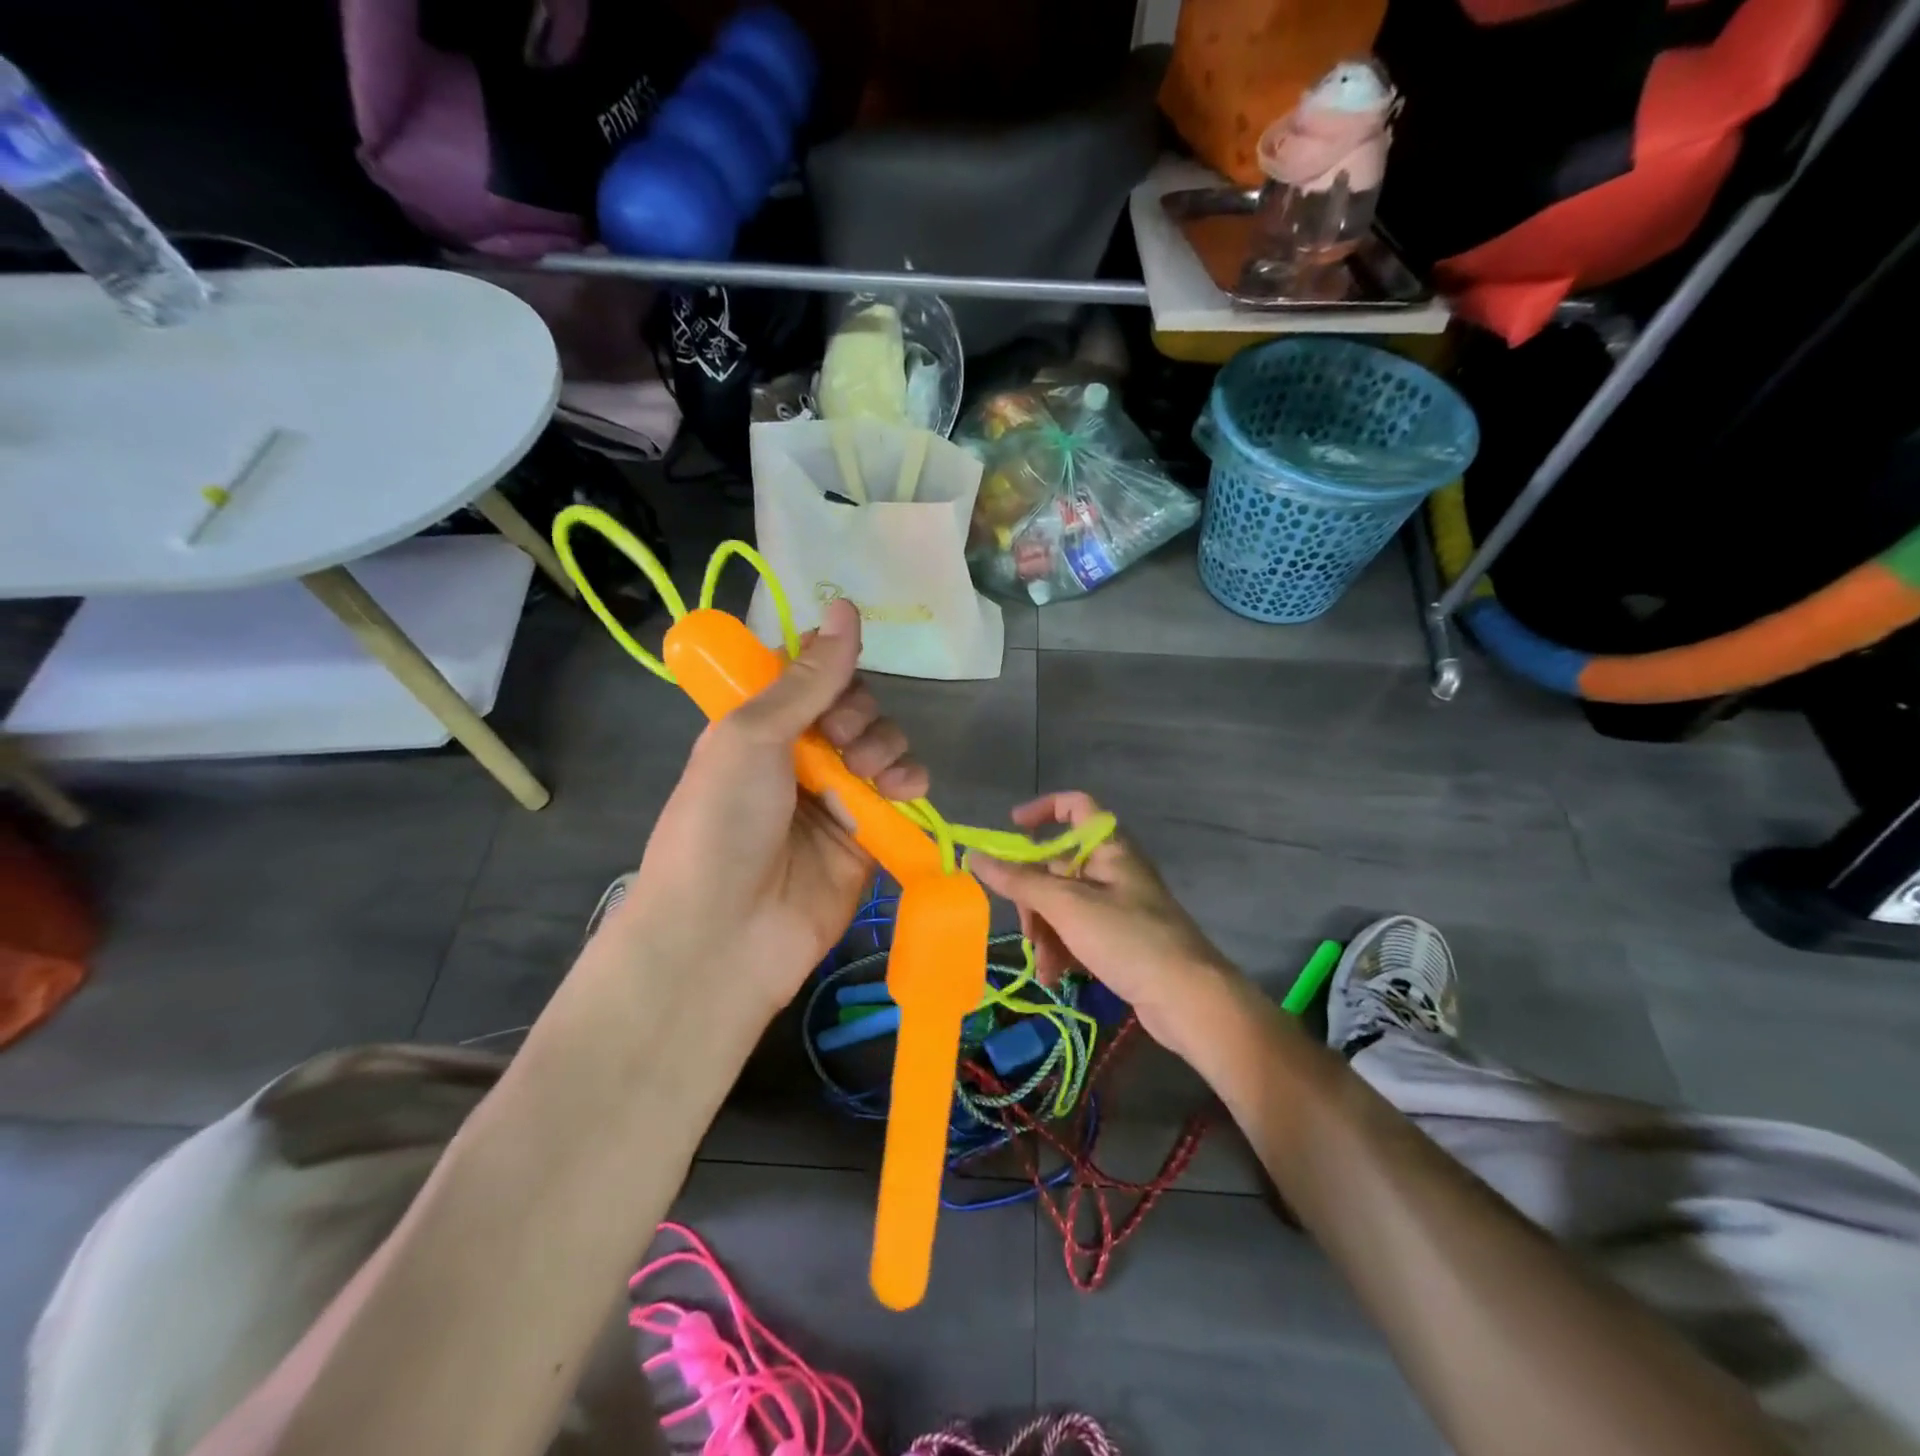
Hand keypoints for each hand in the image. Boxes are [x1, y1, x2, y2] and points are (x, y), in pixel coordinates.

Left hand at [615, 599, 927, 1017]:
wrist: (724, 934)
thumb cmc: (722, 822)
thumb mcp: (751, 735)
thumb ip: (808, 678)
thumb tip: (845, 606)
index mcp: (757, 727)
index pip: (809, 677)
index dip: (830, 670)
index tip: (836, 679)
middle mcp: (796, 756)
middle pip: (854, 708)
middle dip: (859, 715)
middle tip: (842, 741)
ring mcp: (834, 797)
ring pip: (883, 745)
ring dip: (886, 747)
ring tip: (870, 774)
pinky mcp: (866, 836)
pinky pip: (900, 793)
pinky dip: (909, 782)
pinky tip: (904, 789)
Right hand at [969, 792, 1244, 1062]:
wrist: (1189, 1000)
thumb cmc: (1128, 939)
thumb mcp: (1067, 906)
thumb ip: (1019, 880)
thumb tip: (973, 855)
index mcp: (1109, 848)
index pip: (1076, 806)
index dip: (1043, 810)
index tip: (1011, 828)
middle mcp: (1113, 871)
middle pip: (1058, 867)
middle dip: (1034, 898)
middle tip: (1028, 929)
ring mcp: (1118, 907)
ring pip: (1063, 905)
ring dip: (1045, 932)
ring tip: (1045, 966)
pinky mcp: (1120, 941)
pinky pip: (1078, 933)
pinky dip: (1063, 950)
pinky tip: (1056, 977)